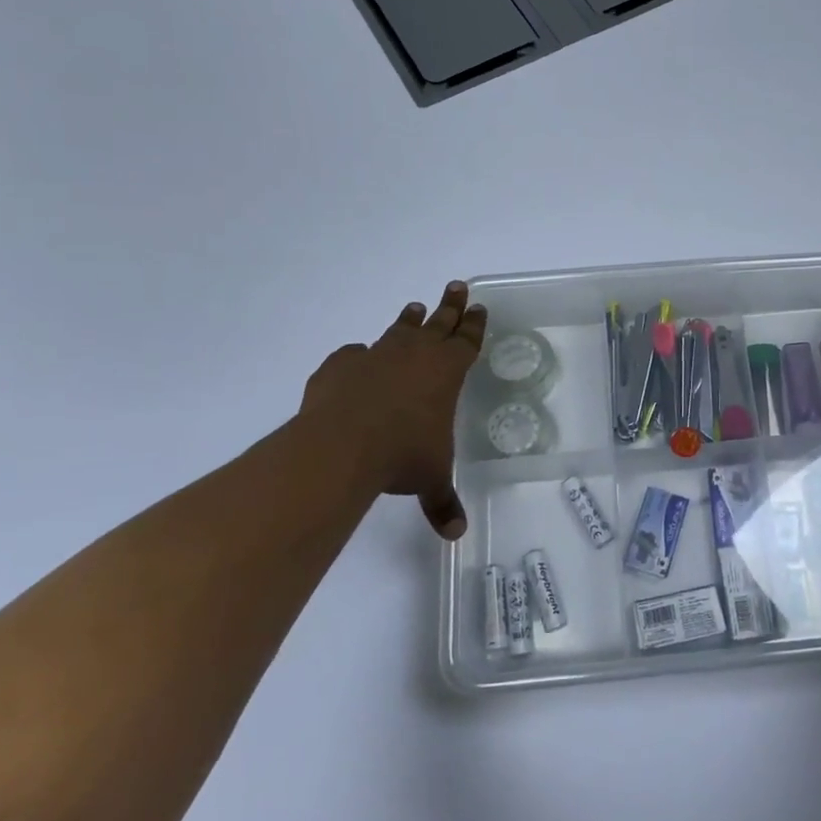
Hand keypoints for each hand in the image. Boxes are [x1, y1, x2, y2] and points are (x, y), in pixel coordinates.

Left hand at [297, 281, 487, 539]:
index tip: (480, 307)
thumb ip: (442, 501)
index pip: (468, 341)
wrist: (341, 445)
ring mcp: (376, 355)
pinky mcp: (341, 365)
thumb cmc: (402, 456)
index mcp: (446, 372)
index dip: (475, 325)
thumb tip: (456, 534)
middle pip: (439, 322)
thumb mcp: (429, 478)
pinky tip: (358, 358)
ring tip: (414, 307)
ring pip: (399, 329)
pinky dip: (359, 356)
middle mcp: (415, 355)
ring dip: (409, 319)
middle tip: (457, 286)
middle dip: (451, 305)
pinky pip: (355, 354)